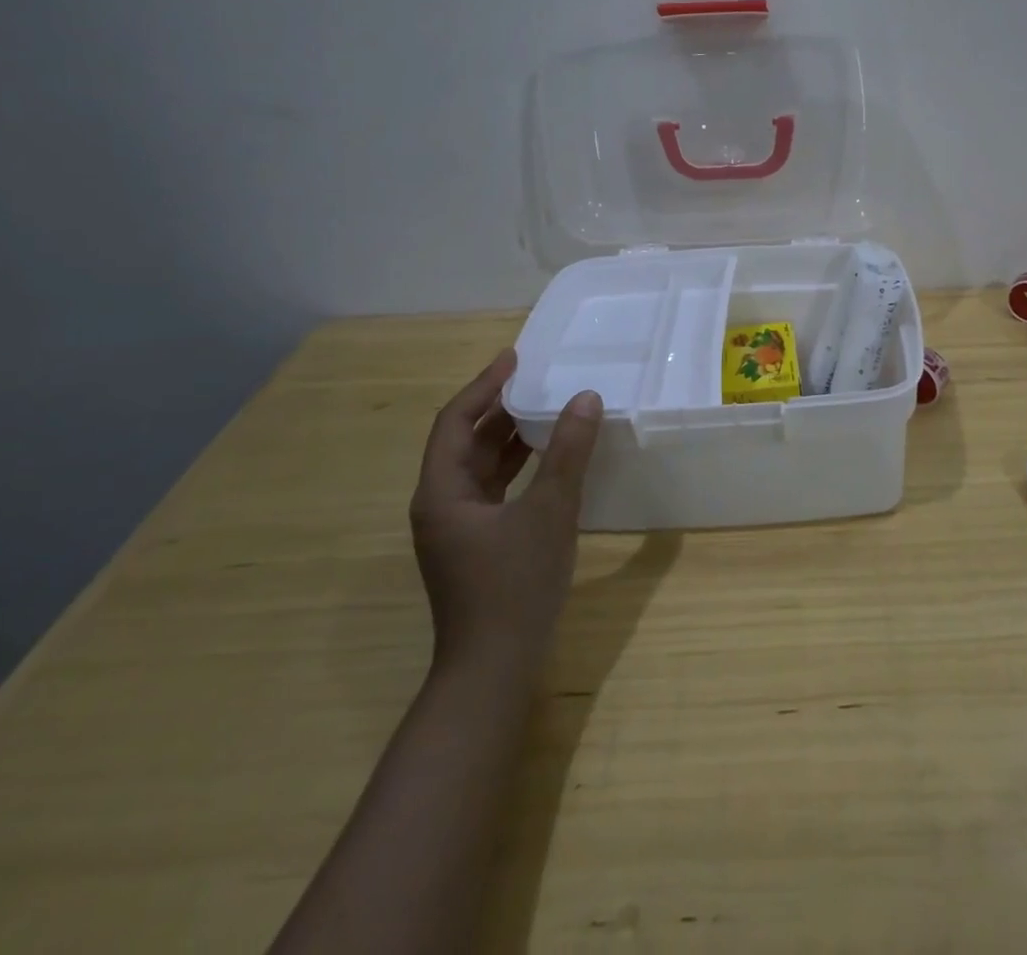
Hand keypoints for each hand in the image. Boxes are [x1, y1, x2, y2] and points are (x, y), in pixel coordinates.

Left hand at [409, 348, 602, 671]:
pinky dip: (517, 467)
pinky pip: (494, 490)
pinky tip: (548, 460)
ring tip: (548, 409)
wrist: (494, 669)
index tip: (515, 357)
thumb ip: (567, 453)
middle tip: (539, 379)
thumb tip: (585, 398)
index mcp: (442, 492)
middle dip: (499, 408)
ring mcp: (457, 528)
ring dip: (510, 438)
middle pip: (464, 442)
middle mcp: (441, 505)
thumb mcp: (549, 511)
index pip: (455, 421)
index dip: (484, 385)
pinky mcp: (477, 545)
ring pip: (480, 467)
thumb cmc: (514, 585)